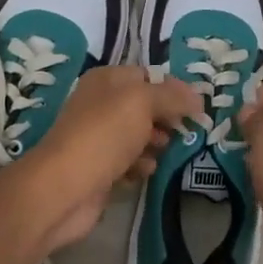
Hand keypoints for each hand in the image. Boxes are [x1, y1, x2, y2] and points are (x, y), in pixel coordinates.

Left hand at [19, 65, 203, 254]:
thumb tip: (197, 97)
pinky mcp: (100, 168)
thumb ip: (172, 96)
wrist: (65, 187)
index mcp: (106, 80)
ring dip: (155, 144)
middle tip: (182, 131)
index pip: (147, 76)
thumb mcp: (142, 102)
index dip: (173, 89)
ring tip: (162, 152)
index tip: (196, 107)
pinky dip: (139, 166)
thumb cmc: (104, 135)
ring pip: (138, 136)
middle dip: (166, 118)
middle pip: (144, 107)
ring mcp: (98, 138)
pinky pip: (129, 162)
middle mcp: (100, 105)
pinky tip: (143, 172)